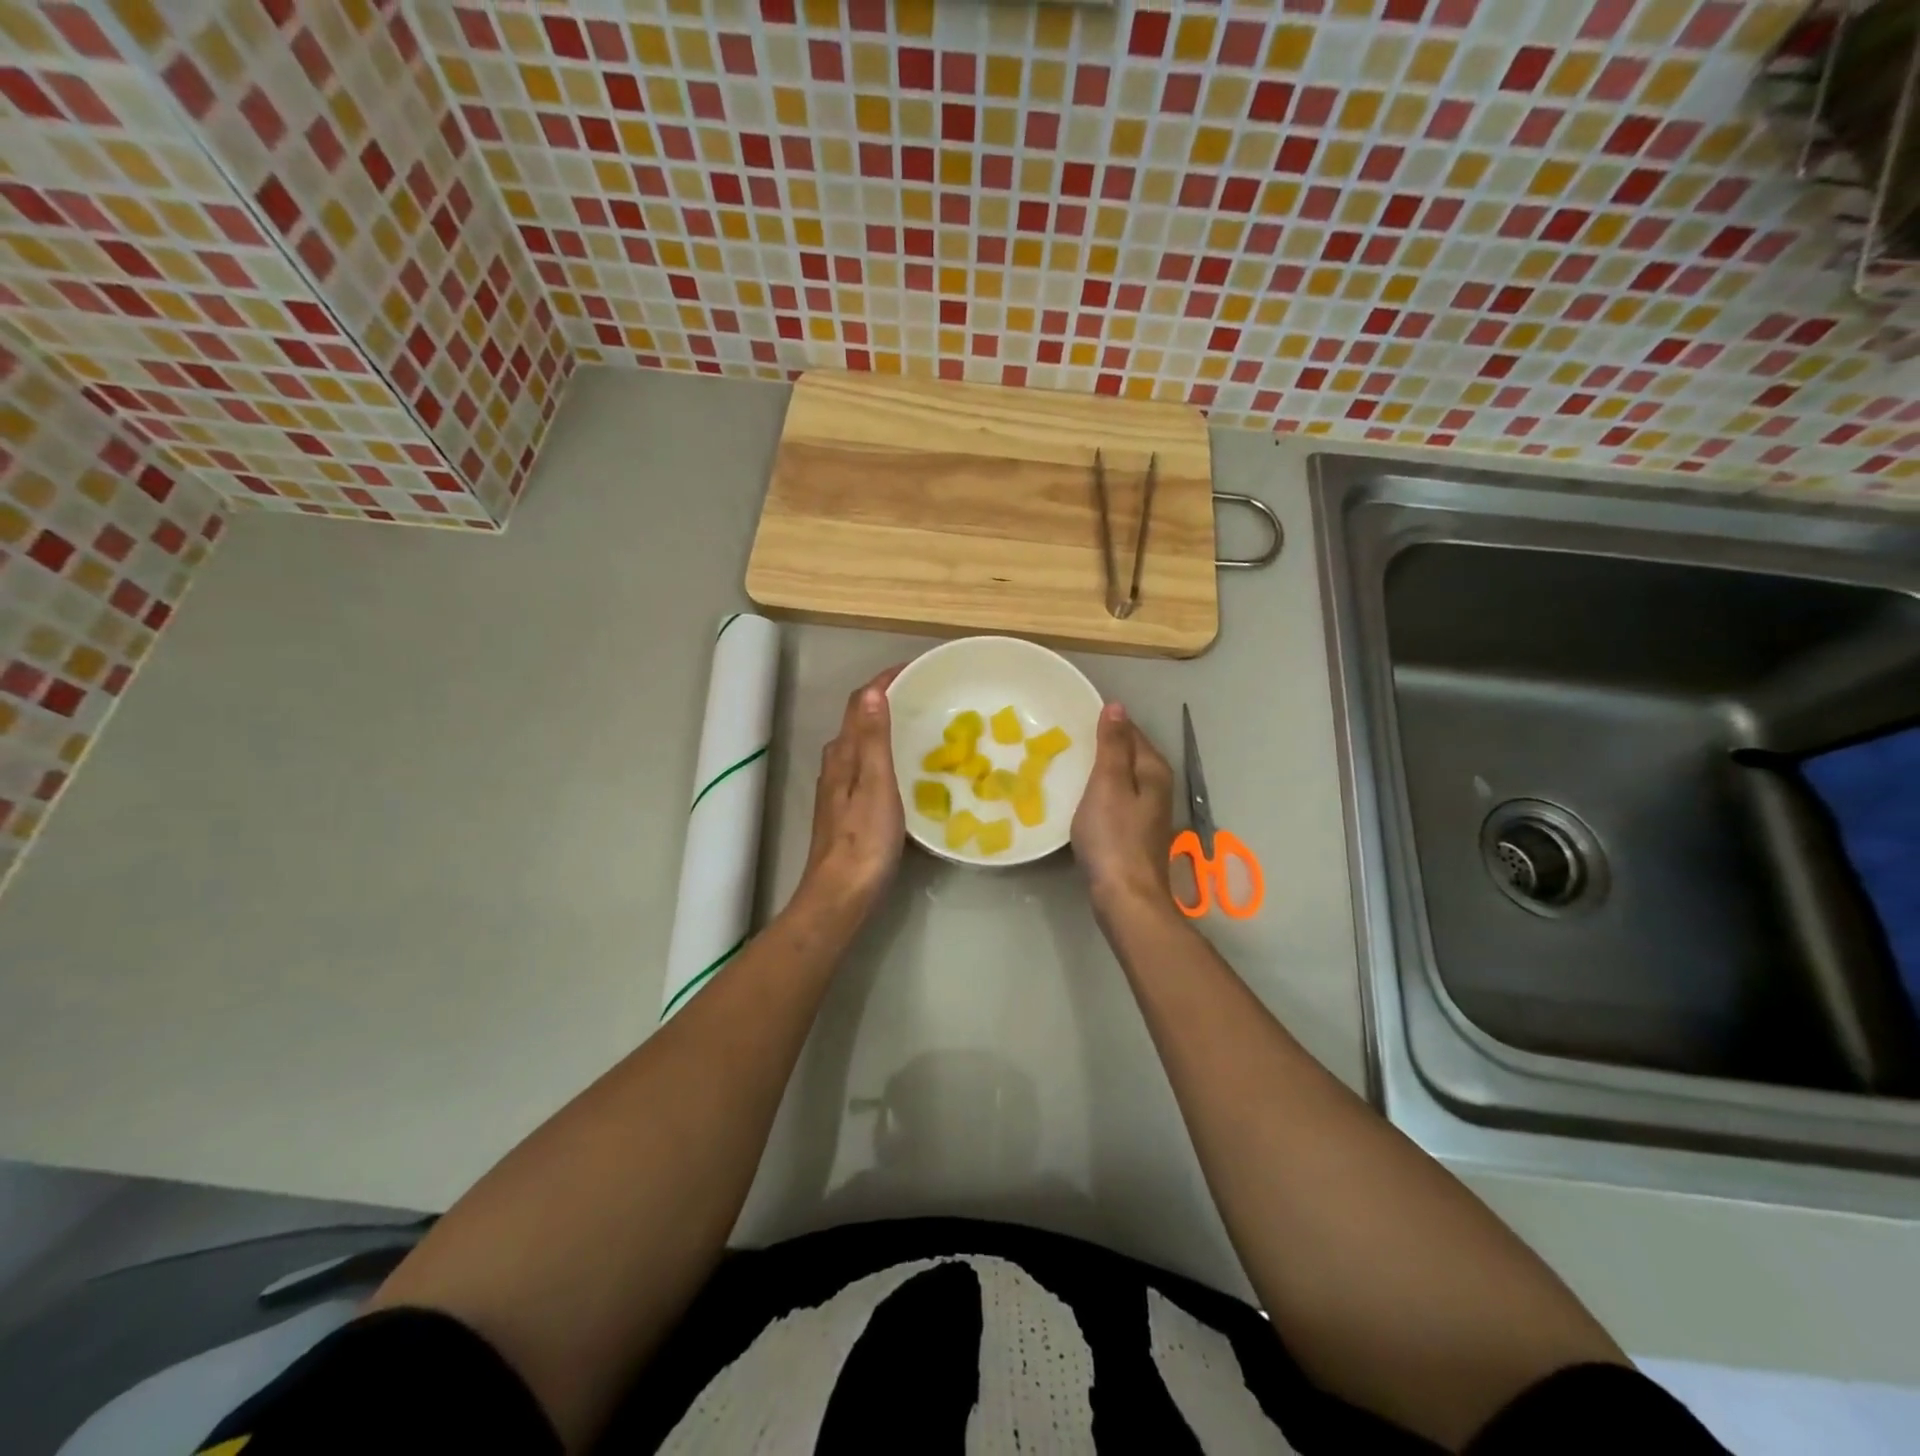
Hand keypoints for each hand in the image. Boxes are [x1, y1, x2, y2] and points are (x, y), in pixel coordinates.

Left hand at [797, 667, 905, 920]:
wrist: (841, 894)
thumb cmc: (864, 841)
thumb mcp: (876, 785)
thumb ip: (874, 739)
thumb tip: (873, 692)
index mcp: (844, 754)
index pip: (861, 703)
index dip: (885, 681)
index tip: (917, 668)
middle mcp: (837, 765)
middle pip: (860, 720)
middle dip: (888, 700)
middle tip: (926, 694)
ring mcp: (840, 788)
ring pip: (863, 744)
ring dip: (886, 726)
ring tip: (920, 723)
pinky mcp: (848, 809)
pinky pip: (868, 766)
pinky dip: (886, 753)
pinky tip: (906, 768)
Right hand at [1071, 702, 1175, 913]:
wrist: (1125, 897)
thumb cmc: (1113, 837)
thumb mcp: (1107, 784)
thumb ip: (1112, 746)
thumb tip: (1117, 706)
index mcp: (1153, 770)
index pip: (1130, 732)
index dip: (1107, 722)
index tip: (1075, 716)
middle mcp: (1157, 787)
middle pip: (1129, 754)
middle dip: (1103, 745)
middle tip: (1066, 738)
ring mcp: (1149, 813)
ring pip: (1123, 778)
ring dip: (1101, 770)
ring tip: (1069, 764)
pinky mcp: (1135, 834)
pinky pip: (1117, 800)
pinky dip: (1100, 793)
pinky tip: (1082, 799)